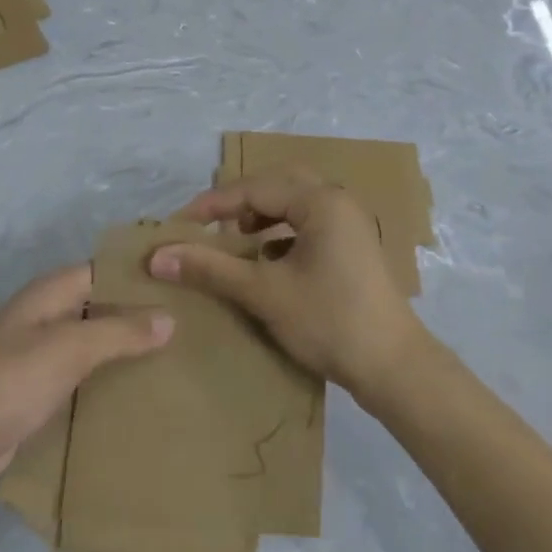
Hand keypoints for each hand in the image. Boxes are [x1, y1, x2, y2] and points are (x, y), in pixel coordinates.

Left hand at [0, 264, 171, 512]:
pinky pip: (84, 386)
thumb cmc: (1, 385)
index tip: (192, 283)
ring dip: (131, 357)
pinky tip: (146, 403)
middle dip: (145, 319)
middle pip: (105, 310)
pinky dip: (110, 390)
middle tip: (201, 330)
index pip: (109, 270)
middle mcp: (49, 320)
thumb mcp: (65, 349)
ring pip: (97, 350)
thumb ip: (118, 332)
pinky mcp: (38, 401)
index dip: (146, 274)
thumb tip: (169, 317)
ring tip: (185, 366)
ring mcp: (41, 362)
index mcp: (52, 294)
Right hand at [148, 167, 427, 400]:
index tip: (179, 225)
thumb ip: (211, 269)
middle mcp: (338, 201)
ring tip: (237, 240)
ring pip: (296, 203)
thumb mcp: (264, 293)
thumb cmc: (329, 321)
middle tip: (211, 225)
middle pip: (278, 185)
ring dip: (264, 215)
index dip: (213, 205)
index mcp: (320, 201)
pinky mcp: (354, 247)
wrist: (393, 367)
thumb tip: (158, 256)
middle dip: (241, 202)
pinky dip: (283, 233)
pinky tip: (268, 261)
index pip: (255, 188)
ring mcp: (350, 224)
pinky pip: (310, 223)